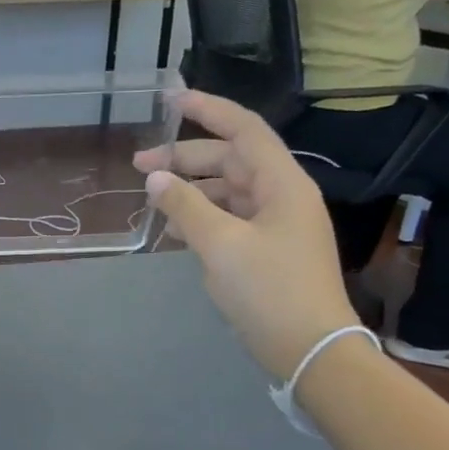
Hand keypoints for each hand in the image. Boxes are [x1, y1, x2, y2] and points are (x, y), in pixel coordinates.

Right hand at [134, 92, 361, 381]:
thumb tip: (156, 178)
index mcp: (281, 184)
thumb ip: (185, 206)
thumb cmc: (269, 290)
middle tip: (138, 166)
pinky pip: (228, 218)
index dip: (208, 110)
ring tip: (150, 200)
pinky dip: (199, 217)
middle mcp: (281, 196)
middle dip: (184, 159)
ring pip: (226, 190)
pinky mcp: (267, 249)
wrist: (310, 349)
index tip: (170, 100)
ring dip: (189, 190)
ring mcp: (275, 224)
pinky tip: (172, 230)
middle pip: (229, 160)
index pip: (243, 130)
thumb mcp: (220, 245)